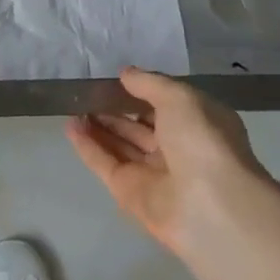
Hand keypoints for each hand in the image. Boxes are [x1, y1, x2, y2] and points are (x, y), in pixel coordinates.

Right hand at [65, 67, 266, 260]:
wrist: (210, 205)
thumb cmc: (202, 141)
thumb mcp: (180, 97)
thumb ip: (149, 83)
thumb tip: (126, 74)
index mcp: (198, 126)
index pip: (166, 106)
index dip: (143, 92)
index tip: (117, 79)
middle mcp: (177, 149)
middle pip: (139, 127)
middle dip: (114, 110)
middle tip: (87, 93)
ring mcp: (152, 173)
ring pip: (119, 145)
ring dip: (97, 126)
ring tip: (73, 106)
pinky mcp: (128, 192)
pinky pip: (104, 163)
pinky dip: (87, 146)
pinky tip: (69, 126)